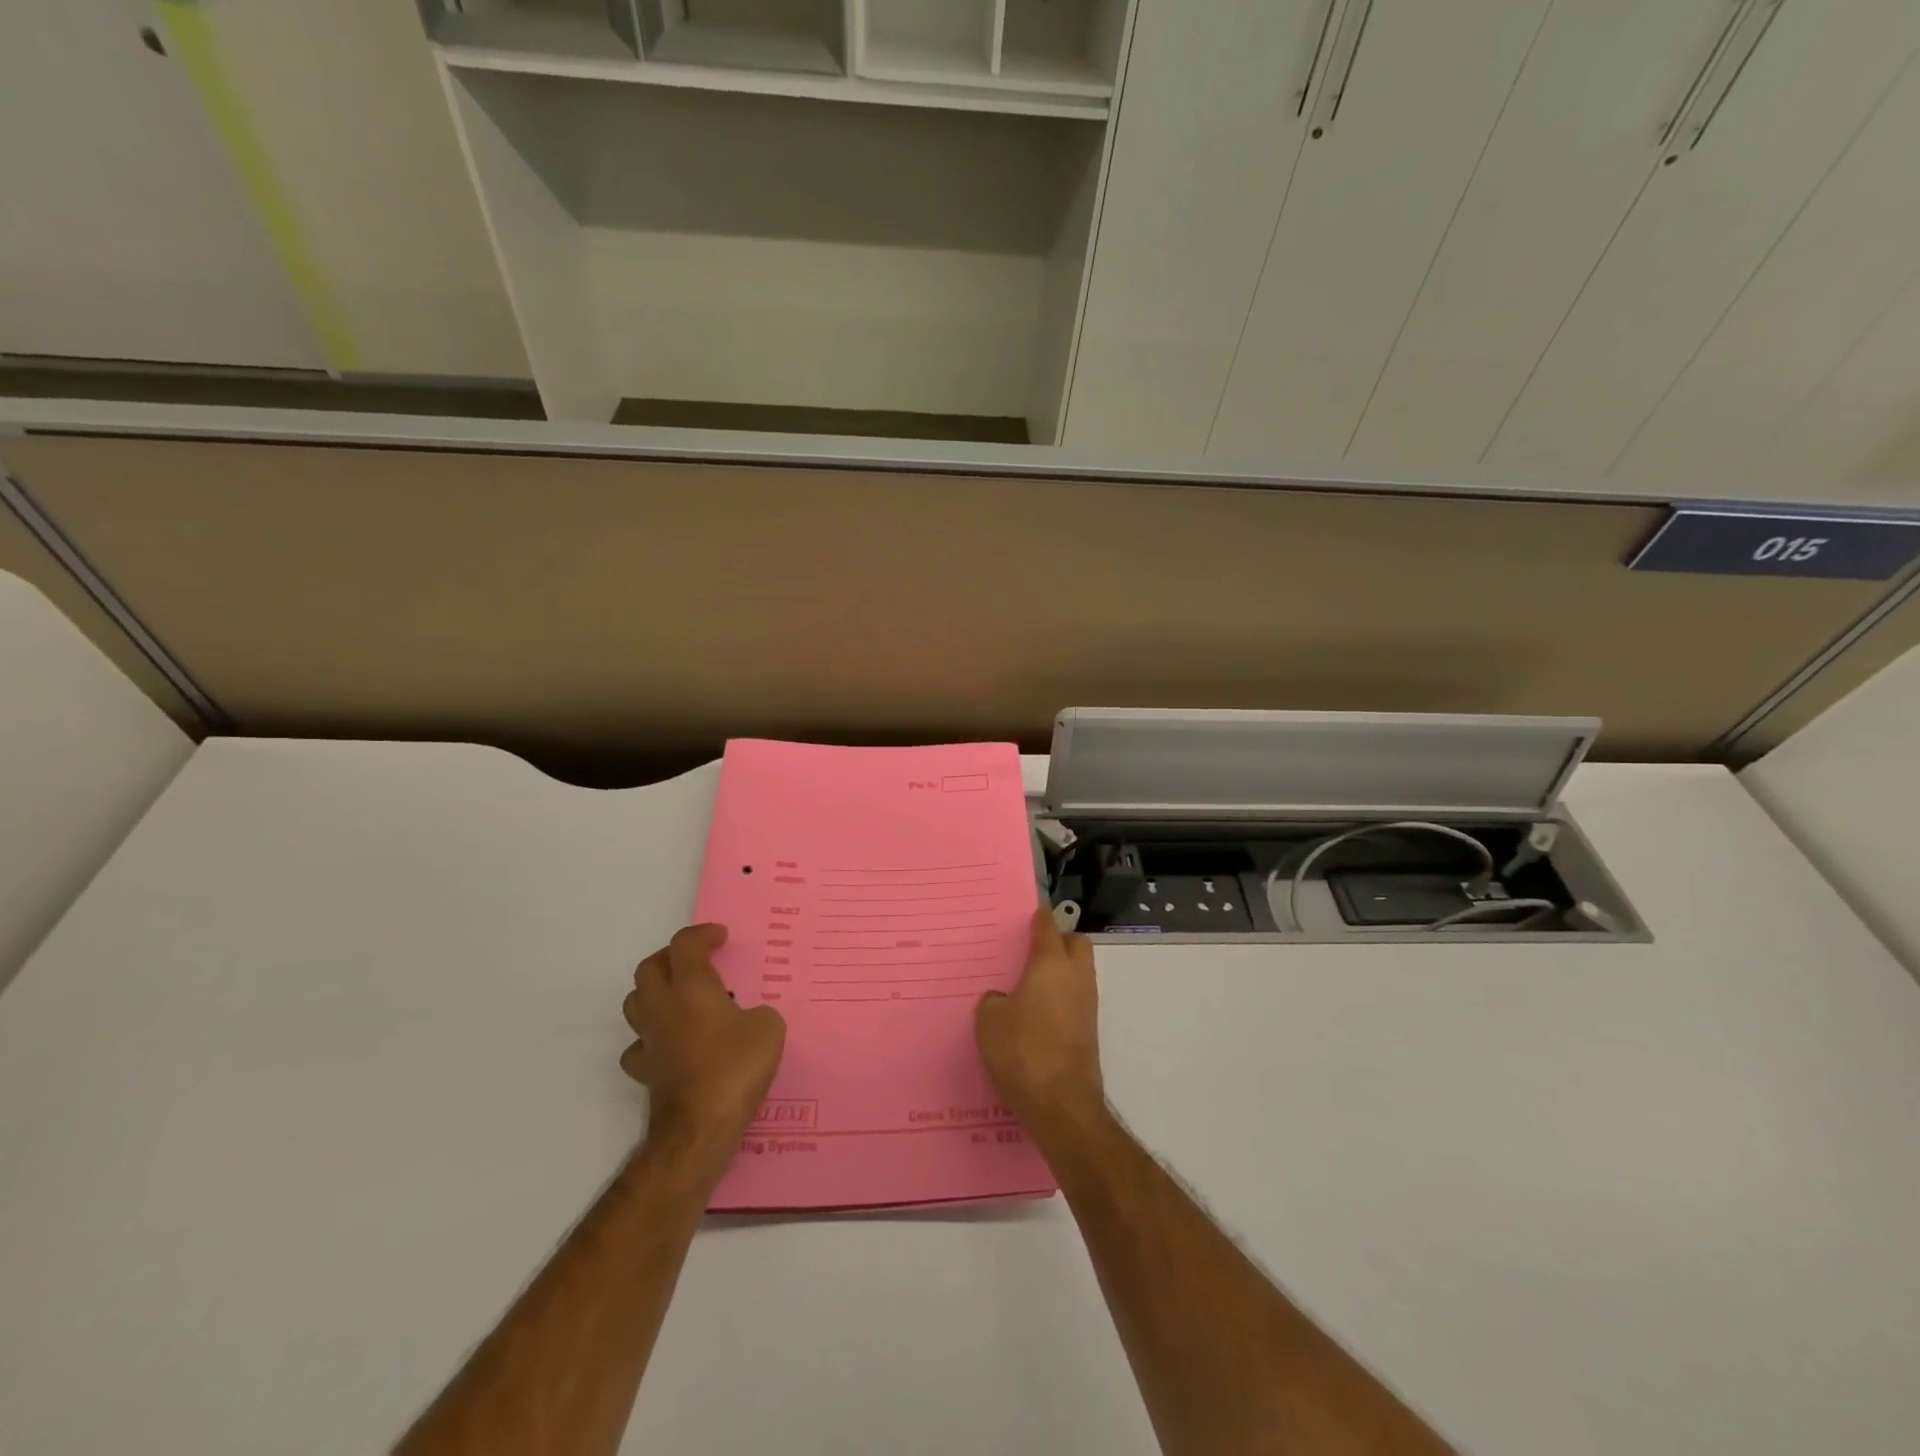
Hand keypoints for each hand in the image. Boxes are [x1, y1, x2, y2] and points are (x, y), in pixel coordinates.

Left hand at [621, 925, 785, 1173]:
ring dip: (654, 993)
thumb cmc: (736, 1067)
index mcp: (692, 987)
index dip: (702, 934)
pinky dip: (652, 1038)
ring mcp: (649, 1040)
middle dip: (670, 957)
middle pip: (649, 968)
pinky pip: (639, 1046)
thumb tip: (748, 1019)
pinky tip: (671, 1045)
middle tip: (696, 961)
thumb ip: (759, 1013)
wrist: (699, 1128)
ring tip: (681, 999)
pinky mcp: (645, 1072)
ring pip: (635, 1003)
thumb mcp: (769, 1028)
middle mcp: (663, 1007)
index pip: (684, 945)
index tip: (721, 938)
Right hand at [976, 908, 1105, 1124]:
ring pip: (1079, 972)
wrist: (1062, 1104)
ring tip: (1030, 983)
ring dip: (1061, 971)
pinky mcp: (1088, 1032)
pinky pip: (1076, 999)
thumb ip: (994, 1001)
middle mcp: (1075, 978)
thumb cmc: (1023, 1050)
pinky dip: (1061, 997)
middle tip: (1032, 949)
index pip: (1048, 928)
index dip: (1040, 918)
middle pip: (1076, 944)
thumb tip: (1004, 1000)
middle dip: (1059, 940)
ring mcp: (1087, 1005)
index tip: (1031, 913)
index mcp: (1051, 964)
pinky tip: (1037, 1014)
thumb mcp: (989, 1021)